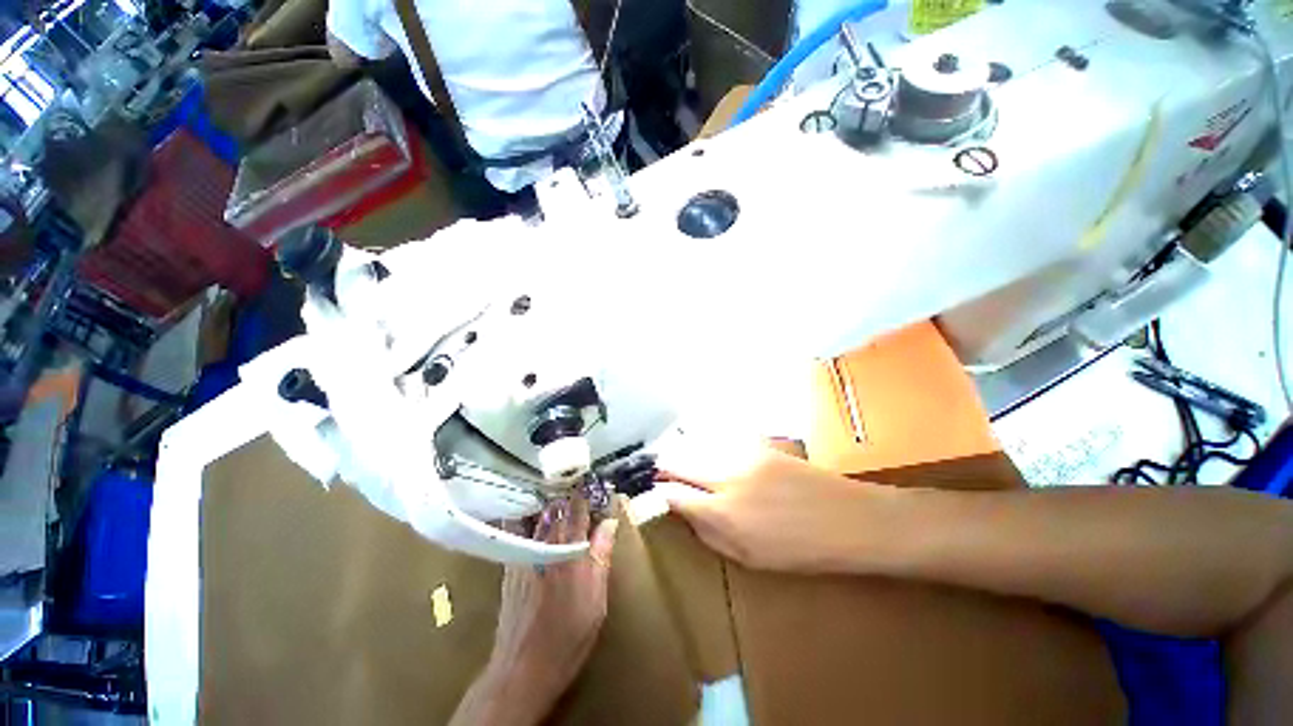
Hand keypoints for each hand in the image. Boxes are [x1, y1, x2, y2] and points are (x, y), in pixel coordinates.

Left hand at [451, 497, 617, 725]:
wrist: (523, 668)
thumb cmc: (567, 636)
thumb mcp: (596, 600)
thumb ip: (600, 557)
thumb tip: (609, 522)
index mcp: (571, 552)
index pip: (580, 511)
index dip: (588, 493)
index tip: (596, 480)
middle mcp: (547, 545)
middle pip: (559, 508)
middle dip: (570, 491)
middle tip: (578, 478)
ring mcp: (526, 552)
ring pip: (539, 515)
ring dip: (550, 499)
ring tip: (558, 486)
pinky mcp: (511, 563)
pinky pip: (517, 529)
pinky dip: (526, 514)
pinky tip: (529, 508)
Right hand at [660, 446, 897, 573]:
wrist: (851, 518)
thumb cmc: (801, 551)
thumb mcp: (748, 558)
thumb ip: (707, 532)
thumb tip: (681, 510)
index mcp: (723, 513)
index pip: (671, 492)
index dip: (654, 491)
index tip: (648, 491)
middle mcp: (726, 475)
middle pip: (675, 459)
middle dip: (660, 465)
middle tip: (654, 472)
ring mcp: (741, 453)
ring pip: (693, 443)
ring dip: (679, 452)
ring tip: (675, 462)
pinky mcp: (755, 442)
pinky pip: (716, 440)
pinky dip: (702, 445)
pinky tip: (704, 453)